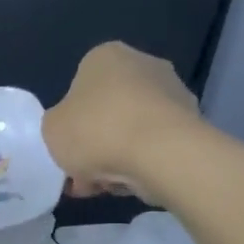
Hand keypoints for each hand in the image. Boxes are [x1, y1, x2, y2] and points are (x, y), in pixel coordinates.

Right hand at [42, 42, 203, 200]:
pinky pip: (155, 144)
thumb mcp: (51, 128)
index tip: (66, 148)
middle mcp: (143, 64)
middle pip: (107, 109)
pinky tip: (130, 184)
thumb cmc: (96, 130)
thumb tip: (73, 130)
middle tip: (82, 172)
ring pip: (132, 129)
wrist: (162, 154)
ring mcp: (173, 92)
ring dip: (117, 155)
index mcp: (105, 56)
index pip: (79, 86)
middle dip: (95, 142)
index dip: (69, 121)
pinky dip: (142, 162)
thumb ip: (57, 124)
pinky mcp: (193, 122)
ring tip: (105, 187)